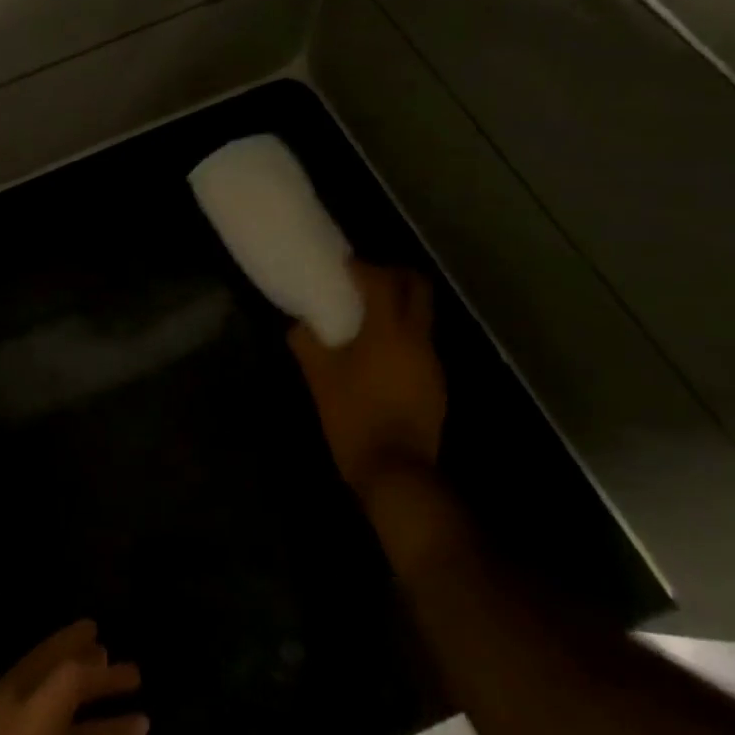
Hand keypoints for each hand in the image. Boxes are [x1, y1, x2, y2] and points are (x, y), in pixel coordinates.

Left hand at [0, 621, 146, 734]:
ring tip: (145, 723)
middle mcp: (20, 719)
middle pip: (65, 692)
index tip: (98, 626)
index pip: (49, 653)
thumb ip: (72, 678)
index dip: (73, 639)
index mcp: (15, 690)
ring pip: (74, 734)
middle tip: (132, 673)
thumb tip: (97, 657)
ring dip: (106, 725)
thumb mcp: (45, 709)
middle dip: (98, 681)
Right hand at [289, 259, 445, 497]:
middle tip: (366, 279)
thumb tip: (298, 326)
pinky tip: (378, 353)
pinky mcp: (436, 382)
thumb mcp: (319, 378)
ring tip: (367, 316)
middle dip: (395, 275)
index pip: (383, 280)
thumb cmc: (353, 416)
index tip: (345, 264)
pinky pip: (420, 342)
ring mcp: (432, 361)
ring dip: (399, 306)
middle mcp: (417, 338)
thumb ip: (307, 345)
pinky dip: (402, 334)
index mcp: (388, 331)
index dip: (364, 266)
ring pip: (422, 316)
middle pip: (418, 289)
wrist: (396, 470)